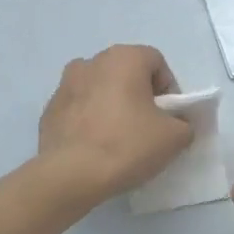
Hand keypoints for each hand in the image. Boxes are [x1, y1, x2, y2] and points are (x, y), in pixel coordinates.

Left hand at [37, 45, 191, 209]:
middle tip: (147, 127)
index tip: (169, 118)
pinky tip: (95, 146)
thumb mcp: (175, 137)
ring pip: (100, 89)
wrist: (70, 175)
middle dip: (139, 95)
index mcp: (124, 58)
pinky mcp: (49, 109)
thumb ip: (184, 123)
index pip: (157, 63)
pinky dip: (90, 120)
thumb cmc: (127, 145)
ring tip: (118, 137)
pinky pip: (79, 108)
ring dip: (112, 105)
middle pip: (126, 73)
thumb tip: (177, 124)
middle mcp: (92, 62)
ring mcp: (65, 84)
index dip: (169, 89)